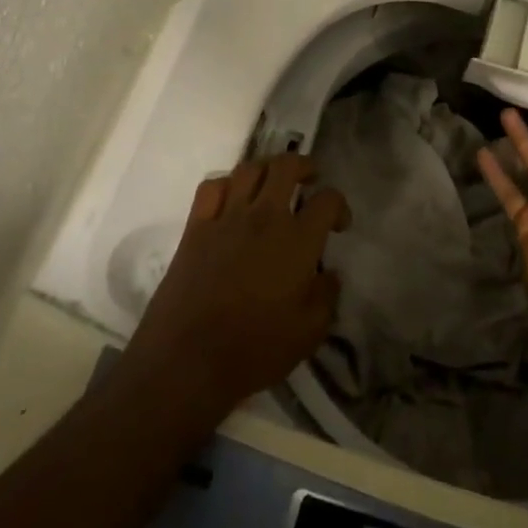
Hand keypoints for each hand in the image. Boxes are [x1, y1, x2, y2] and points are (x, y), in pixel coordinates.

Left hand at [119, 155, 346, 426]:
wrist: (188, 362)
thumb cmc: (256, 349)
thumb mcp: (310, 332)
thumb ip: (327, 296)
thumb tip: (329, 274)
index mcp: (299, 240)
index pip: (328, 200)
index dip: (339, 206)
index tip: (338, 225)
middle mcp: (265, 217)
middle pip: (286, 166)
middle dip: (304, 166)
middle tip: (309, 180)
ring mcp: (227, 218)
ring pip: (249, 169)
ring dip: (266, 169)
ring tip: (272, 183)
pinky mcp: (195, 228)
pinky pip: (211, 187)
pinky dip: (226, 184)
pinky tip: (232, 198)